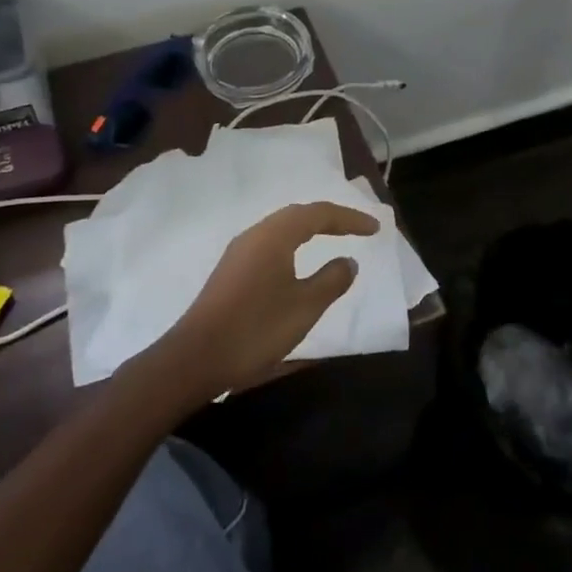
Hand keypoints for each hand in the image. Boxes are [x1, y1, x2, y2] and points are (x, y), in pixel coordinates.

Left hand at [160, 201, 378, 398]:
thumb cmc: (256, 328)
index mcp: (274, 235)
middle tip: (356, 229)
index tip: (375, 229)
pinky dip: (292, 244)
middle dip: (329, 219)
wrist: (195, 358)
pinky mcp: (230, 270)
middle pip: (297, 215)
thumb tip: (348, 261)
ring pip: (281, 228)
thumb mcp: (304, 307)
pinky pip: (269, 243)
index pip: (319, 214)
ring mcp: (238, 252)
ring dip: (309, 229)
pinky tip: (297, 262)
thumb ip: (331, 280)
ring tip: (332, 239)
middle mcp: (255, 234)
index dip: (349, 219)